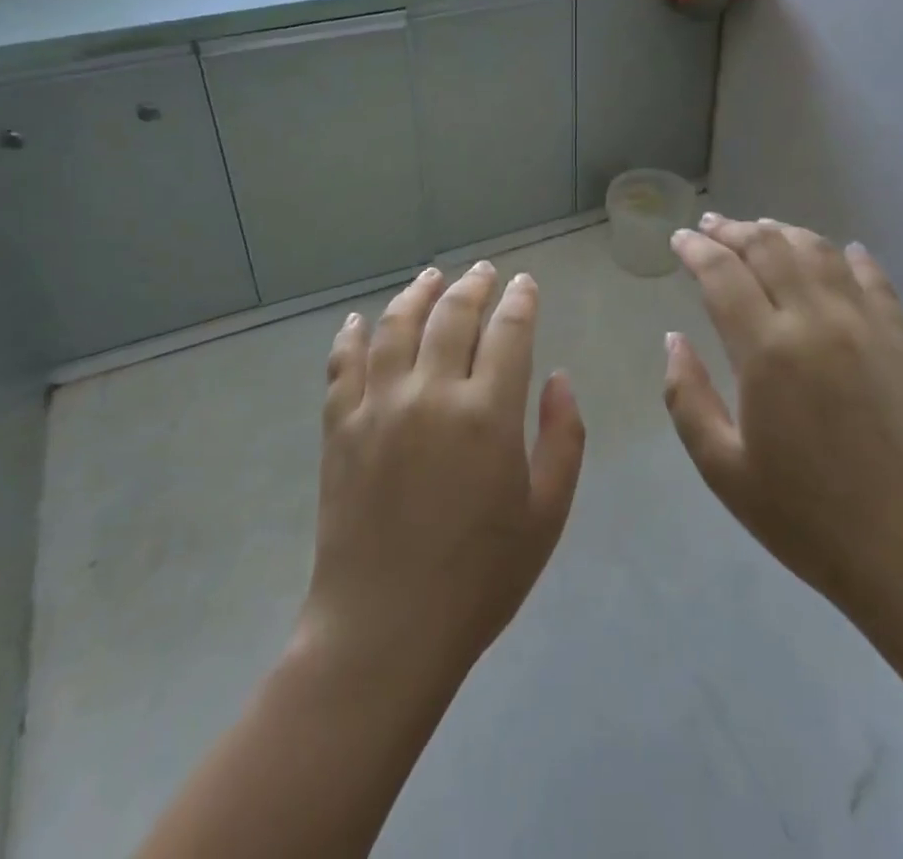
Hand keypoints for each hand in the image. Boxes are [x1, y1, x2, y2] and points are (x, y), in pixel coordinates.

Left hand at [300, 262, 585, 690]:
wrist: (384, 632)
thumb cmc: (479, 578)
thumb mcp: (547, 514)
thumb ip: (563, 437)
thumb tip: (560, 378)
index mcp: (487, 413)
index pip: (508, 331)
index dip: (520, 301)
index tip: (525, 284)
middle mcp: (431, 394)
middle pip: (452, 316)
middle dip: (473, 286)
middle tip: (484, 271)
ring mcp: (378, 407)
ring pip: (396, 327)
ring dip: (416, 294)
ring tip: (430, 277)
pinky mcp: (339, 429)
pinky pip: (342, 366)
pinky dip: (350, 336)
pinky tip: (357, 320)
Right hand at [663, 214, 902, 629]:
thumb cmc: (806, 518)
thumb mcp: (723, 468)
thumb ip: (686, 398)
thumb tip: (673, 340)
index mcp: (767, 351)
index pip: (723, 273)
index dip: (695, 249)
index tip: (678, 240)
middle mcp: (816, 320)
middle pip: (769, 247)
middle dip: (733, 230)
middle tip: (709, 226)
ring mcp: (866, 324)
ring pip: (818, 251)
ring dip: (783, 232)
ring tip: (761, 231)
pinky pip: (872, 277)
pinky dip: (847, 256)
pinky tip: (840, 252)